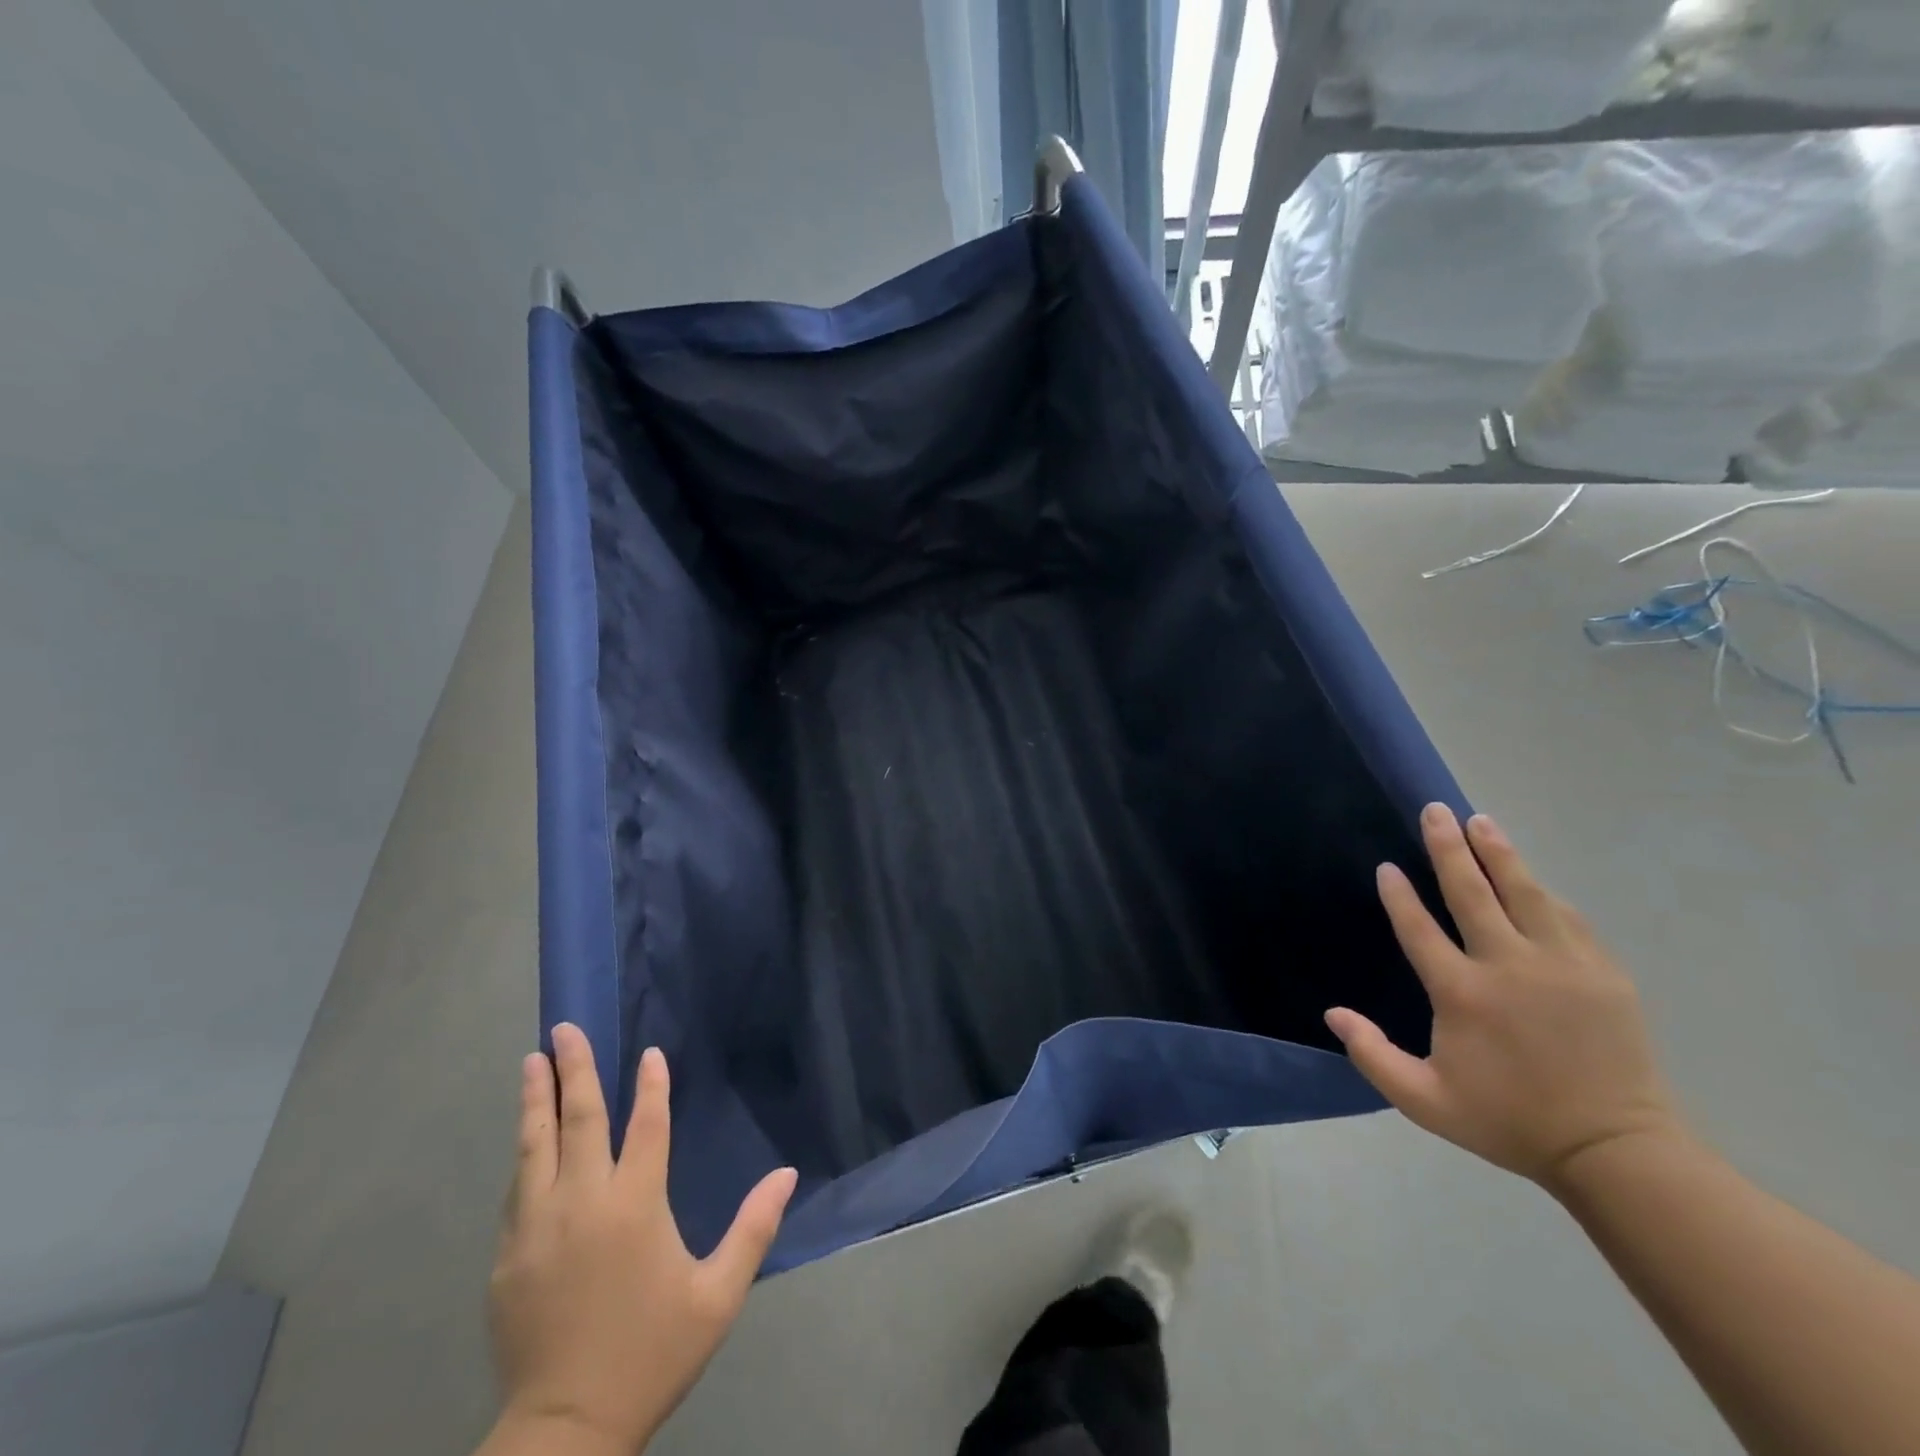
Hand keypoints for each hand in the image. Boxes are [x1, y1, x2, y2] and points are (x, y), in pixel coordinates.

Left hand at [487, 1025, 797, 1454]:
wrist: (565, 1432)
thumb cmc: (650, 1354)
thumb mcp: (717, 1296)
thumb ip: (753, 1229)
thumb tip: (788, 1173)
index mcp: (635, 1206)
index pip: (646, 1126)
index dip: (651, 1086)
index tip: (649, 1052)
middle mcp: (583, 1203)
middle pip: (579, 1120)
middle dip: (576, 1070)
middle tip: (565, 1028)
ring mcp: (536, 1228)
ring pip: (535, 1147)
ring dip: (537, 1100)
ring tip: (533, 1060)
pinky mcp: (506, 1258)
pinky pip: (517, 1190)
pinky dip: (524, 1154)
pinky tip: (525, 1138)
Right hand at [1325, 805, 1681, 1192]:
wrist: (1616, 1152)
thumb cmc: (1510, 1122)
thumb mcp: (1426, 1102)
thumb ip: (1373, 1057)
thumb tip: (1333, 1013)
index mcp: (1462, 993)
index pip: (1419, 928)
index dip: (1399, 894)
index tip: (1387, 866)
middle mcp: (1508, 966)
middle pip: (1472, 892)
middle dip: (1448, 848)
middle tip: (1435, 810)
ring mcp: (1561, 965)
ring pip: (1524, 892)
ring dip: (1498, 853)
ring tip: (1480, 821)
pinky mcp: (1602, 973)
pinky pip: (1566, 918)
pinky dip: (1542, 892)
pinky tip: (1530, 878)